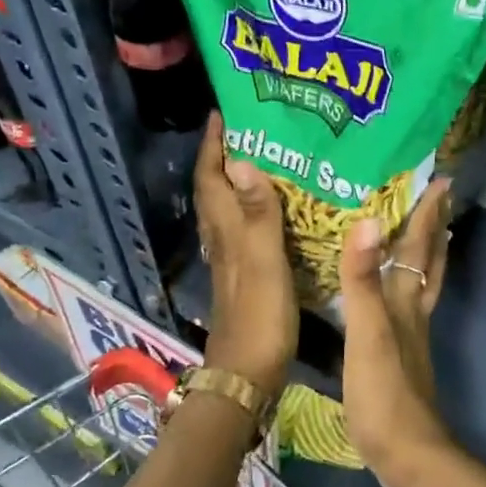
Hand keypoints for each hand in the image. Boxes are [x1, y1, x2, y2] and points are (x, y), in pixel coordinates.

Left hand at [196, 112, 296, 398]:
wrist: (248, 374)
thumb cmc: (259, 318)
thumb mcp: (263, 262)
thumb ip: (257, 214)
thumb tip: (242, 159)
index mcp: (226, 232)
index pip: (211, 177)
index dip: (213, 144)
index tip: (224, 111)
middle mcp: (223, 241)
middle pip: (215, 189)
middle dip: (224, 155)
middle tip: (251, 128)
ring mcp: (232, 261)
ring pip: (227, 210)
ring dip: (237, 181)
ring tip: (265, 158)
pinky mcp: (245, 278)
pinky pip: (245, 231)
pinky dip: (253, 211)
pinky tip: (274, 212)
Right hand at [338, 178, 455, 486]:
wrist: (406, 454)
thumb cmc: (384, 394)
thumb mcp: (367, 334)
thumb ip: (362, 282)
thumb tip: (367, 222)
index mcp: (405, 303)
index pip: (418, 248)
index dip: (427, 214)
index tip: (439, 178)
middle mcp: (412, 314)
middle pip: (430, 263)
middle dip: (434, 229)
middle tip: (438, 198)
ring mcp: (408, 338)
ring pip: (420, 285)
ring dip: (424, 256)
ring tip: (423, 234)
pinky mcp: (397, 358)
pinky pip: (403, 308)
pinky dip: (401, 287)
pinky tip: (388, 294)